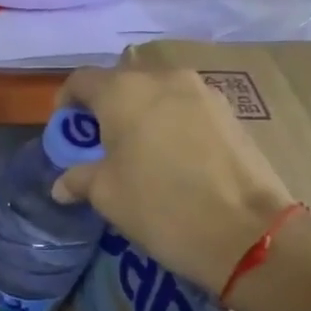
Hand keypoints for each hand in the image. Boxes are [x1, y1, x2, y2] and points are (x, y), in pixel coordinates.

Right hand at [54, 44, 297, 293]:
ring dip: (142, 115)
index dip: (67, 103)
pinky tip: (174, 159)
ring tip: (140, 153)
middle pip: (121, 83)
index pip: (81, 80)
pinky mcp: (230, 113)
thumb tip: (62, 184)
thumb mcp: (106, 195)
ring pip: (158, 94)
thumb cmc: (160, 205)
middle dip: (106, 109)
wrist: (247, 232)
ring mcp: (202, 93)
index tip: (67, 133)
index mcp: (122, 91)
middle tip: (102, 145)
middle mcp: (162, 79)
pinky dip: (172, 124)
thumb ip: (79, 178)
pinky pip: (186, 109)